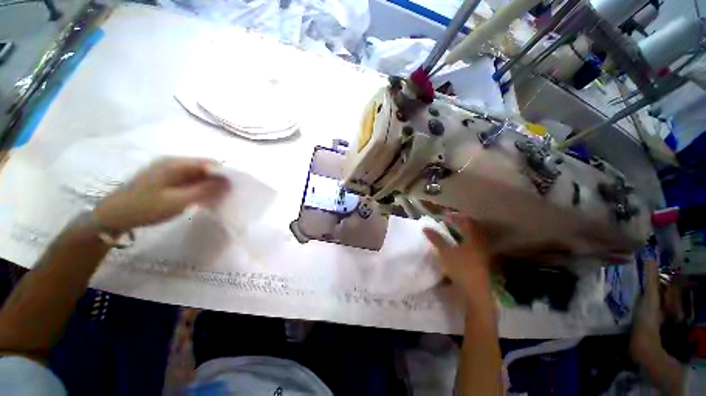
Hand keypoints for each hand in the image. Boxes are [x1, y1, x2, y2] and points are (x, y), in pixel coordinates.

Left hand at [93, 157, 229, 230]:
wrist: (113, 216)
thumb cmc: (145, 208)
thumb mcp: (178, 201)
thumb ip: (205, 190)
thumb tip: (228, 182)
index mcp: (176, 164)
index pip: (210, 163)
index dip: (225, 173)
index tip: (234, 188)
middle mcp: (174, 162)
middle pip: (205, 167)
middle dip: (218, 180)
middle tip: (226, 195)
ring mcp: (169, 169)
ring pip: (199, 173)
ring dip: (209, 184)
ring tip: (216, 198)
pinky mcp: (166, 177)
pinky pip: (190, 179)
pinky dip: (199, 187)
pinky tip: (201, 198)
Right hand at [423, 214, 494, 303]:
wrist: (476, 292)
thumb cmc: (461, 268)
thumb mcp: (445, 252)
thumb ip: (436, 239)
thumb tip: (425, 228)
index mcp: (473, 239)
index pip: (466, 222)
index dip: (456, 217)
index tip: (445, 215)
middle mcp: (480, 244)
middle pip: (473, 229)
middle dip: (462, 224)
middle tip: (451, 221)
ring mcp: (483, 253)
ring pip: (474, 238)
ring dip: (464, 233)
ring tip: (454, 232)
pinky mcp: (481, 261)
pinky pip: (474, 246)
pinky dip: (466, 242)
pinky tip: (459, 247)